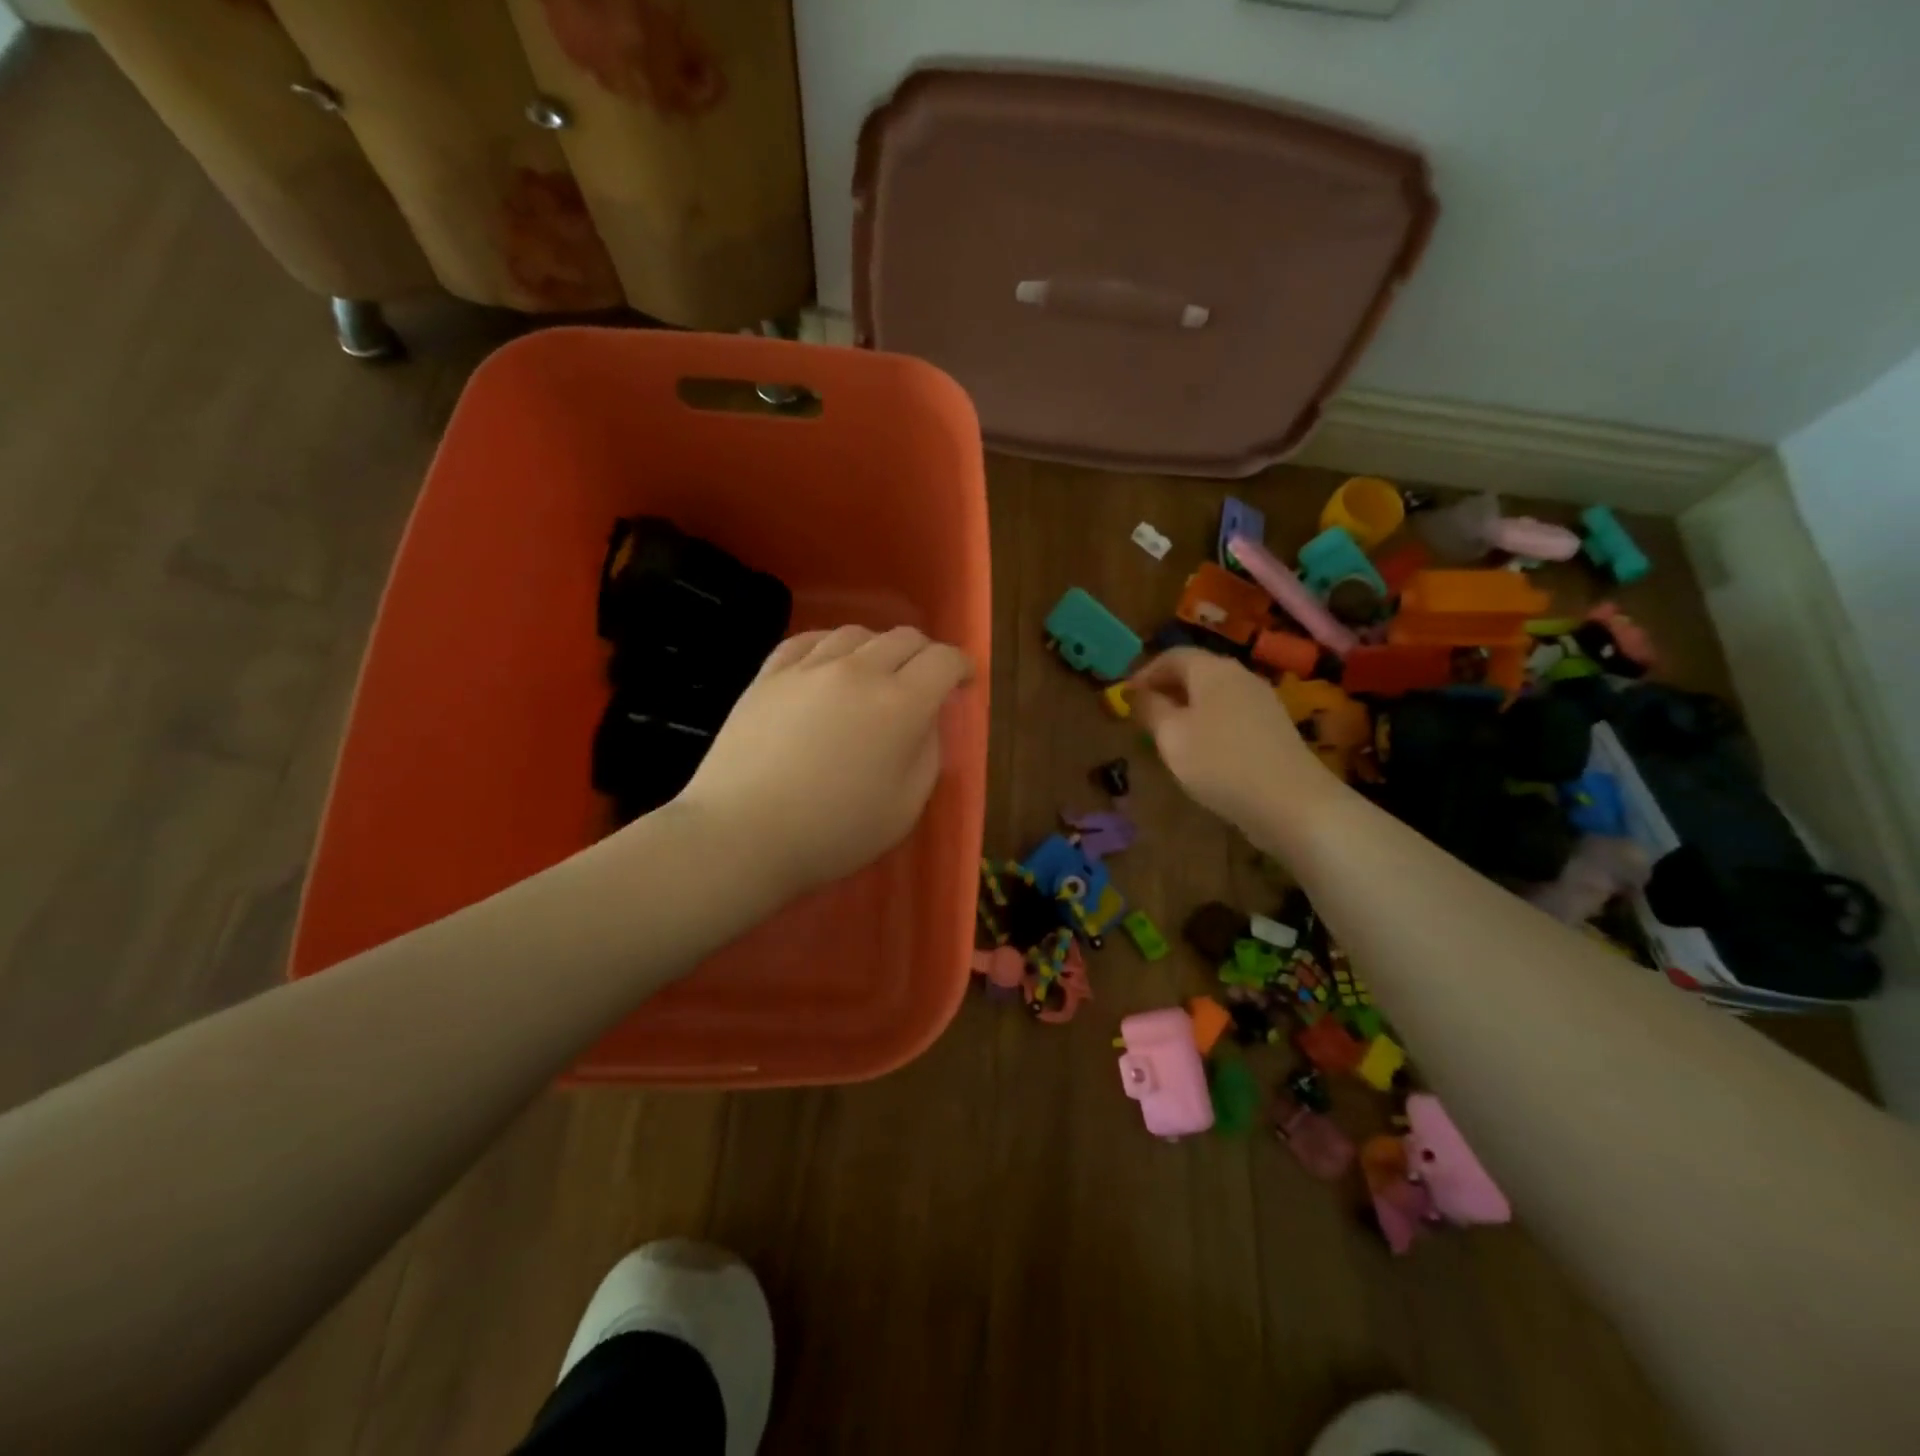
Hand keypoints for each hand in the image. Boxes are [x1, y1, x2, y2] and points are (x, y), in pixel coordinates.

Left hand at [674, 625, 973, 899]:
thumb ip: (926, 754)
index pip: (943, 661)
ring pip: (856, 633)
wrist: (742, 834)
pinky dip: (831, 645)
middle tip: (925, 679)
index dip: (962, 666)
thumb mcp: (905, 807)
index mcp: (900, 704)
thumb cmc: (833, 832)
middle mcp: (858, 671)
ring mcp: (809, 667)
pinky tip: (829, 663)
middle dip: (925, 654)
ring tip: (875, 672)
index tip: (964, 681)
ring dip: (878, 648)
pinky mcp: (769, 674)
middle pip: (903, 638)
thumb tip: (924, 721)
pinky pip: (808, 640)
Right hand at [1130, 649, 1325, 832]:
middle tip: (1142, 717)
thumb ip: (1150, 709)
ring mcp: (1262, 702)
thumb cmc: (1219, 763)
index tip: (1125, 697)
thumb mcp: (1171, 736)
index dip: (1145, 673)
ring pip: (1214, 695)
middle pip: (1196, 672)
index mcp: (1213, 670)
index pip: (1173, 655)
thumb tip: (1136, 692)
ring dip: (1186, 709)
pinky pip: (1231, 715)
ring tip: (1167, 736)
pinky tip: (1201, 752)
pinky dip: (1208, 724)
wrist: (1290, 802)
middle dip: (1166, 690)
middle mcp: (1240, 676)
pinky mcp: (1274, 728)